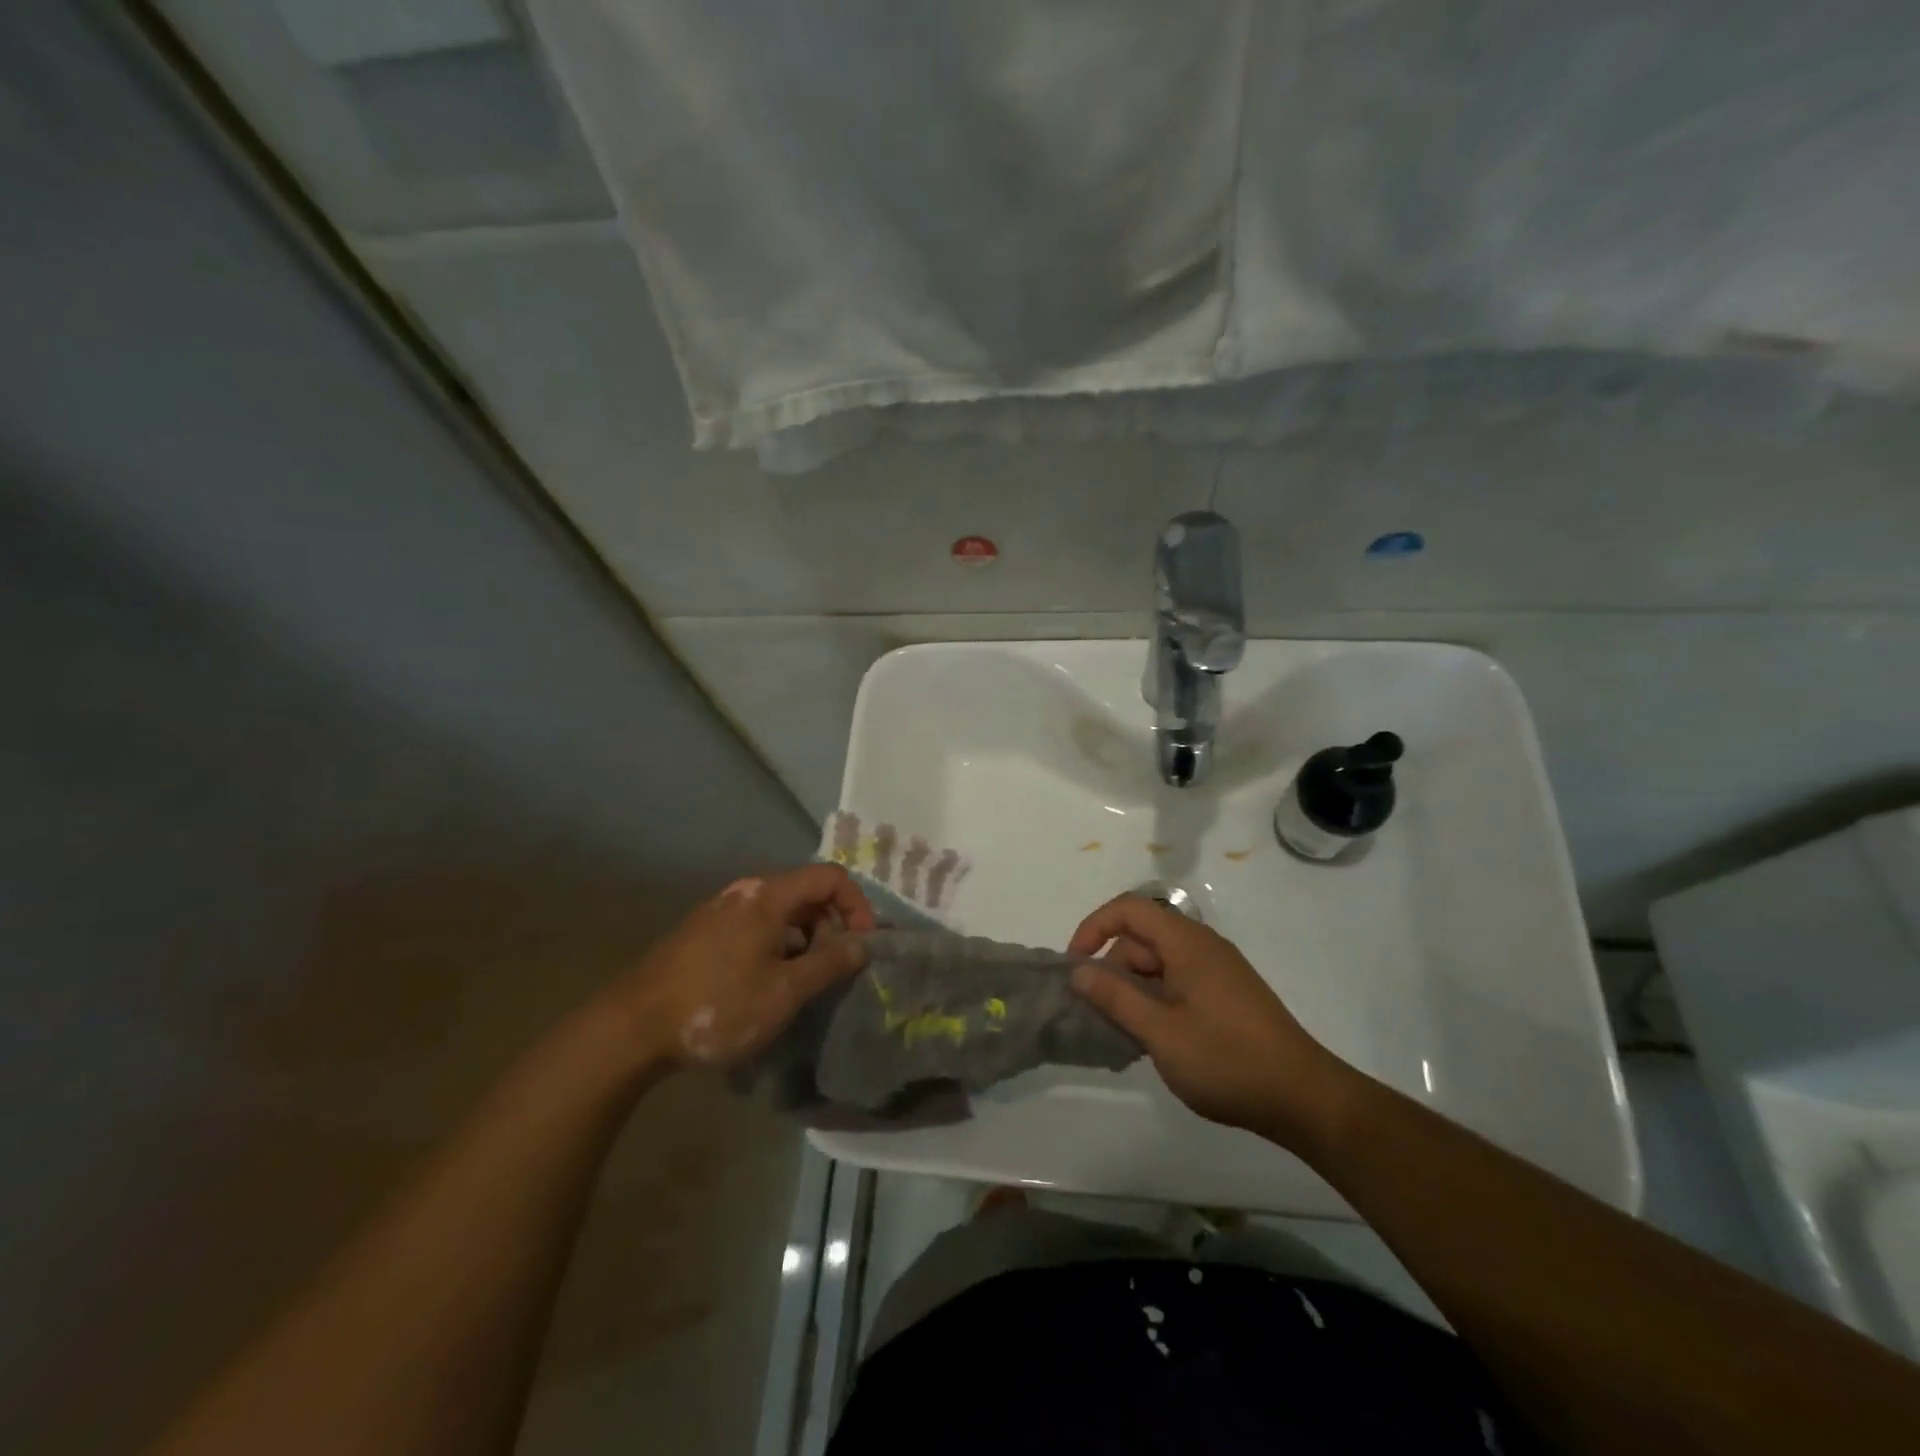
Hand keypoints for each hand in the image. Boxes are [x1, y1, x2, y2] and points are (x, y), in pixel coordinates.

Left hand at [607, 864, 874, 1071]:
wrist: (633, 1028)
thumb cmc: (718, 1004)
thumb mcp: (784, 991)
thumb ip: (830, 964)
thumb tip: (864, 945)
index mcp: (768, 895)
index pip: (830, 877)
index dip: (857, 904)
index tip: (864, 943)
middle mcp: (746, 892)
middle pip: (806, 891)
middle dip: (832, 924)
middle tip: (835, 968)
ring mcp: (721, 910)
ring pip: (781, 911)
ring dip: (805, 938)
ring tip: (805, 980)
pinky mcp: (704, 932)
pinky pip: (757, 925)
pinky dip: (779, 944)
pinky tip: (770, 982)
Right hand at [1067, 895, 1355, 1150]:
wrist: (1304, 1099)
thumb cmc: (1226, 1060)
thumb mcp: (1161, 1032)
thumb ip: (1116, 998)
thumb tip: (1079, 971)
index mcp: (1187, 943)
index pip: (1129, 909)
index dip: (1094, 927)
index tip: (1075, 965)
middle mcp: (1203, 946)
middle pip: (1142, 938)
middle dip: (1113, 969)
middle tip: (1100, 1015)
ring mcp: (1218, 971)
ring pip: (1159, 964)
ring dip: (1134, 991)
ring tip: (1125, 1035)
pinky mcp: (1226, 995)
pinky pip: (1177, 983)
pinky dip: (1156, 1002)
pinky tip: (1153, 1040)